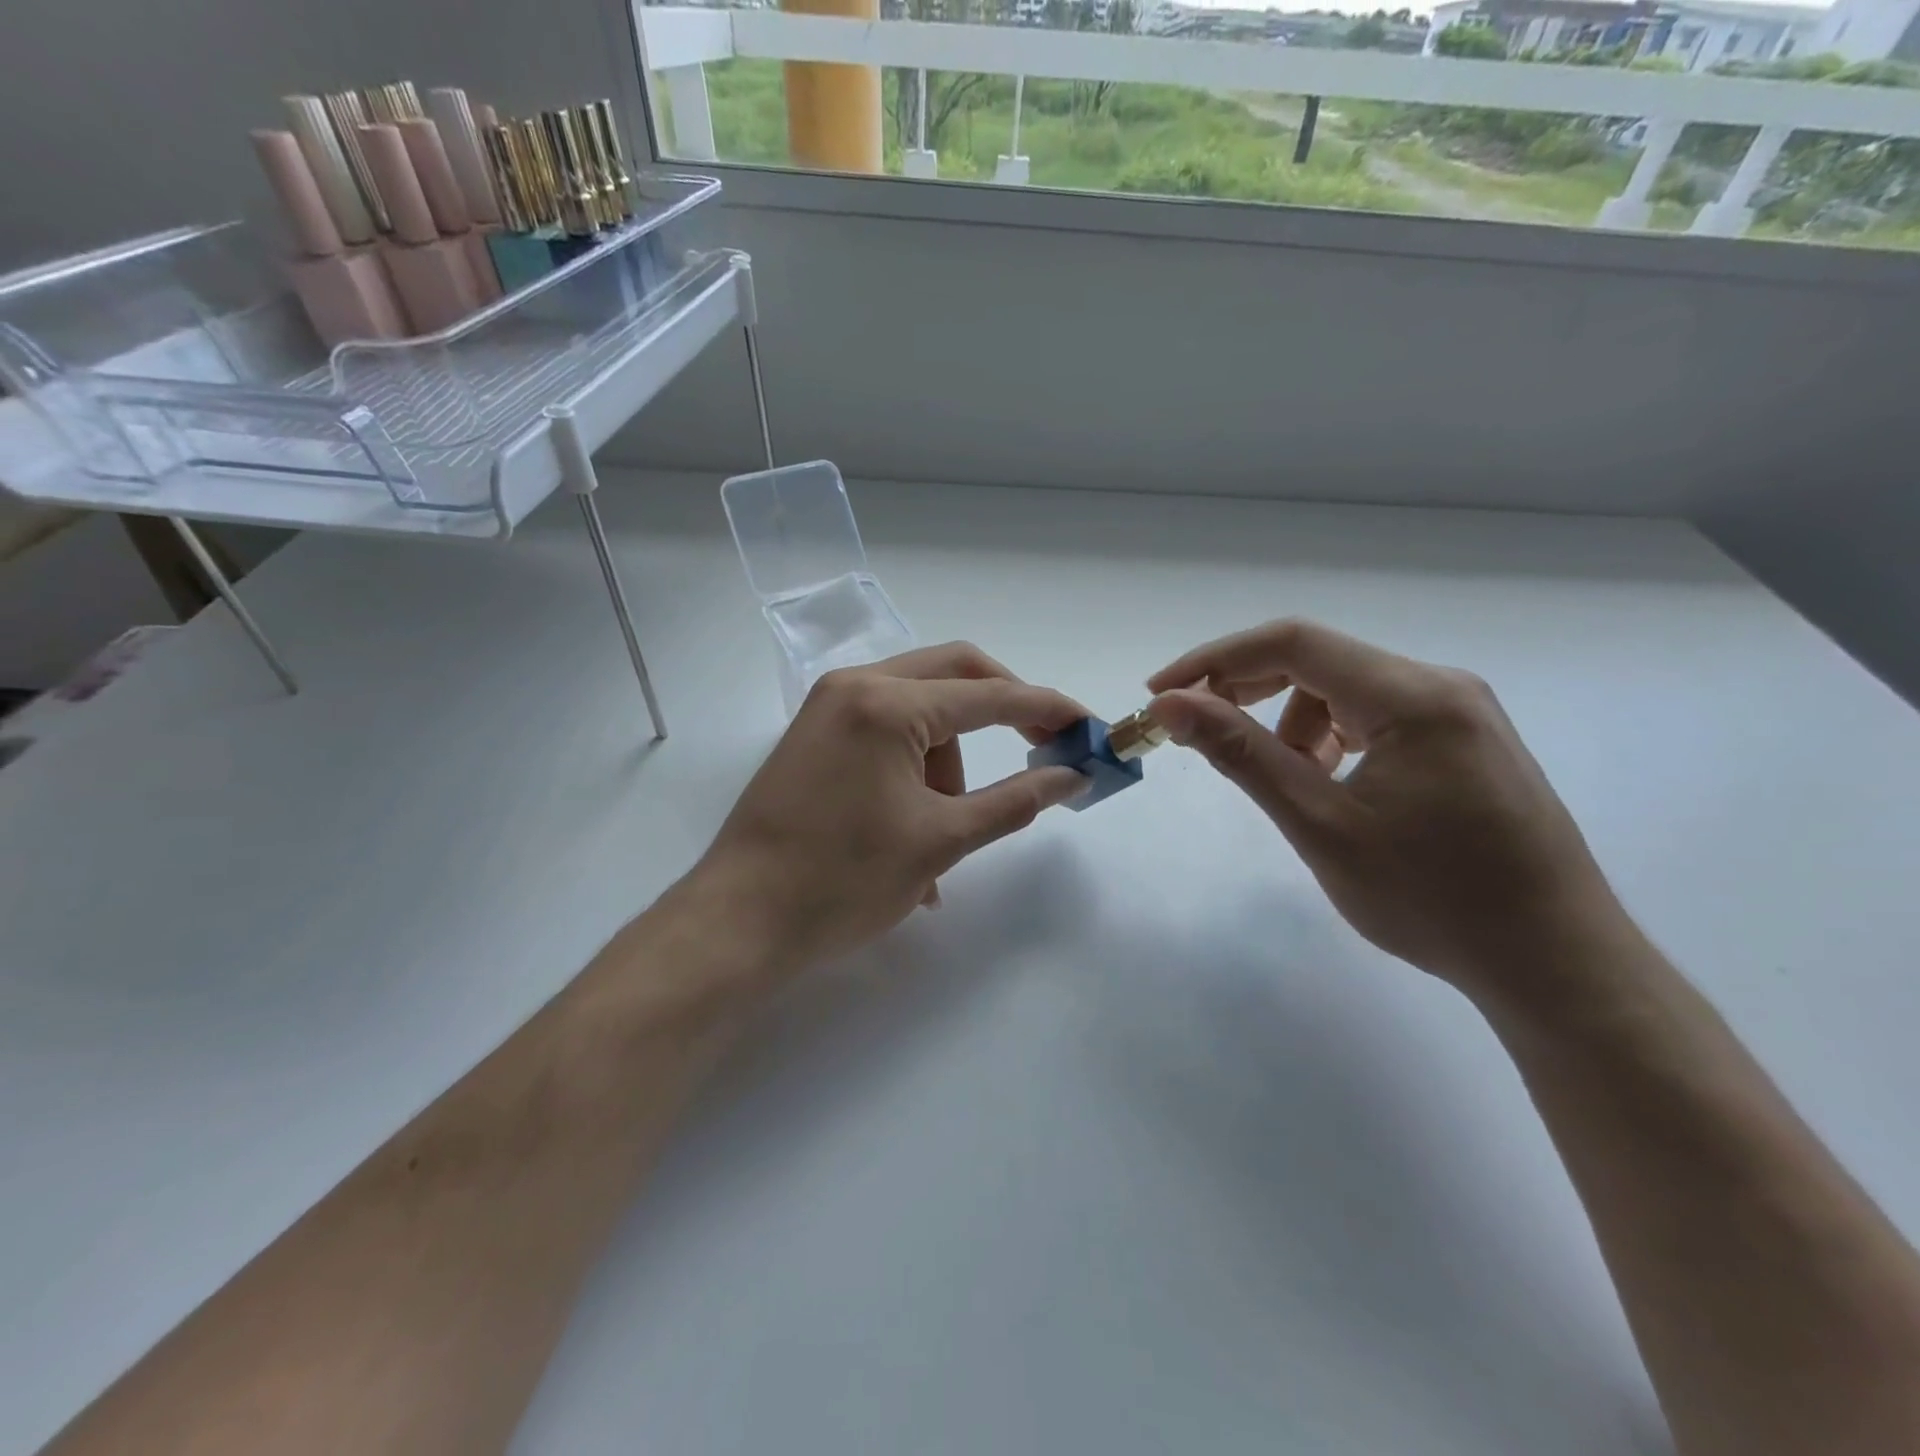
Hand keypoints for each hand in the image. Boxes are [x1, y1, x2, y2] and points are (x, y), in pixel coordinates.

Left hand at [693, 643, 1090, 976]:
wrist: (738, 921)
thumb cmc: (842, 881)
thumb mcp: (941, 841)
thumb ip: (1015, 801)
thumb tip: (1071, 777)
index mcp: (888, 704)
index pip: (989, 694)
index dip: (1047, 709)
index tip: (1088, 726)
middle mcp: (855, 685)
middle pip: (954, 674)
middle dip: (1003, 711)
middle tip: (1039, 750)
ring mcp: (828, 707)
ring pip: (919, 708)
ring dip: (950, 760)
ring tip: (945, 833)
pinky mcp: (815, 733)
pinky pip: (886, 730)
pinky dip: (916, 766)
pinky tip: (914, 829)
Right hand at [1146, 619, 1626, 1003]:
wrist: (1555, 962)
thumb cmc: (1431, 898)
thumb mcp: (1320, 824)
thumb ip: (1241, 753)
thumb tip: (1171, 704)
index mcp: (1412, 695)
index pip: (1292, 643)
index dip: (1215, 660)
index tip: (1160, 695)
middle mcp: (1441, 685)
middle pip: (1319, 659)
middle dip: (1246, 689)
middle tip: (1197, 732)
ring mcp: (1460, 712)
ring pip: (1345, 690)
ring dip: (1291, 721)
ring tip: (1286, 782)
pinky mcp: (1465, 741)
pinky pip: (1376, 716)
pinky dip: (1331, 738)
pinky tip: (1331, 784)